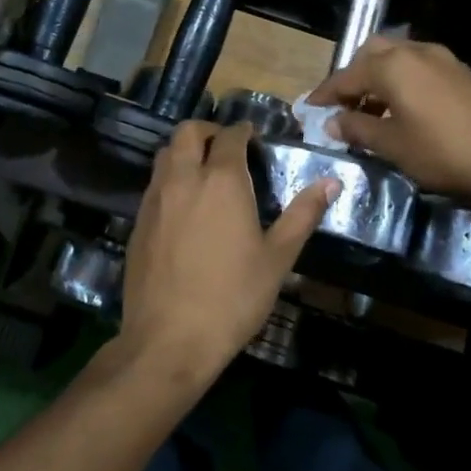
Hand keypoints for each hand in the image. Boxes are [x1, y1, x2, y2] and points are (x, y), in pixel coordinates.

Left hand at [119, 121, 334, 379]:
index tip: (254, 137)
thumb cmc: (233, 298)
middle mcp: (184, 179)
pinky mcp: (138, 222)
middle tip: (227, 147)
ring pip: (166, 154)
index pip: (230, 136)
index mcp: (221, 181)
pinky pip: (154, 184)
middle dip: (209, 130)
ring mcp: (155, 200)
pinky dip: (171, 178)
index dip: (243, 130)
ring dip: (186, 151)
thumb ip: (303, 214)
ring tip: (206, 171)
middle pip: (188, 132)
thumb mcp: (278, 258)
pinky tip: (185, 206)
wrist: (169, 340)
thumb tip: (332, 181)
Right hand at [306, 35, 470, 209]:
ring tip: (371, 111)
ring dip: (379, 77)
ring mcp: (441, 58)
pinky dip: (402, 80)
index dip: (325, 94)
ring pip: (398, 57)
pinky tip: (403, 109)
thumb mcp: (392, 145)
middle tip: (343, 105)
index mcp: (392, 66)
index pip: (347, 75)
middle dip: (354, 76)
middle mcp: (415, 51)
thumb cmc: (441, 152)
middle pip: (373, 54)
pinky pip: (419, 66)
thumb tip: (332, 122)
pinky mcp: (460, 71)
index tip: (309, 108)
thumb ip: (357, 129)